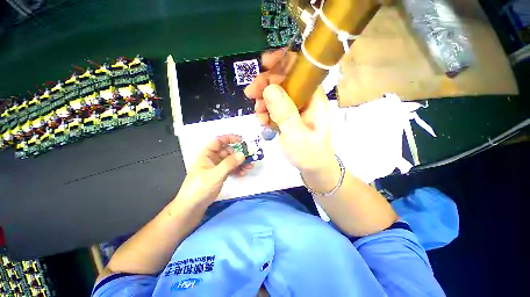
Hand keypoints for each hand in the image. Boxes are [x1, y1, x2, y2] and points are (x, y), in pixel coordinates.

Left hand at [175, 135, 252, 206]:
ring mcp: (217, 167)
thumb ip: (229, 164)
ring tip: (250, 166)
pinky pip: (232, 169)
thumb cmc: (200, 188)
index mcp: (207, 154)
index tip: (242, 140)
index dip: (230, 138)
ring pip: (231, 160)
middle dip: (239, 153)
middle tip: (250, 156)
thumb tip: (242, 154)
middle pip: (228, 151)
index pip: (218, 141)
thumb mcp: (215, 175)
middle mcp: (213, 159)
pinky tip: (244, 173)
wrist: (193, 206)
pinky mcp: (221, 175)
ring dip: (240, 162)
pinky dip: (238, 170)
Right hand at [244, 50, 335, 172]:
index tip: (263, 65)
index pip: (300, 70)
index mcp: (314, 99)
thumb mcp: (296, 135)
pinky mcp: (290, 116)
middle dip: (266, 85)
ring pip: (277, 95)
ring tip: (259, 116)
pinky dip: (266, 112)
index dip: (282, 62)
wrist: (314, 169)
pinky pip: (275, 107)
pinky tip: (263, 122)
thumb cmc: (310, 154)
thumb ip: (284, 112)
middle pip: (284, 81)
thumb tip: (269, 89)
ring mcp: (297, 108)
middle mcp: (306, 99)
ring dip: (264, 101)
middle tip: (250, 95)